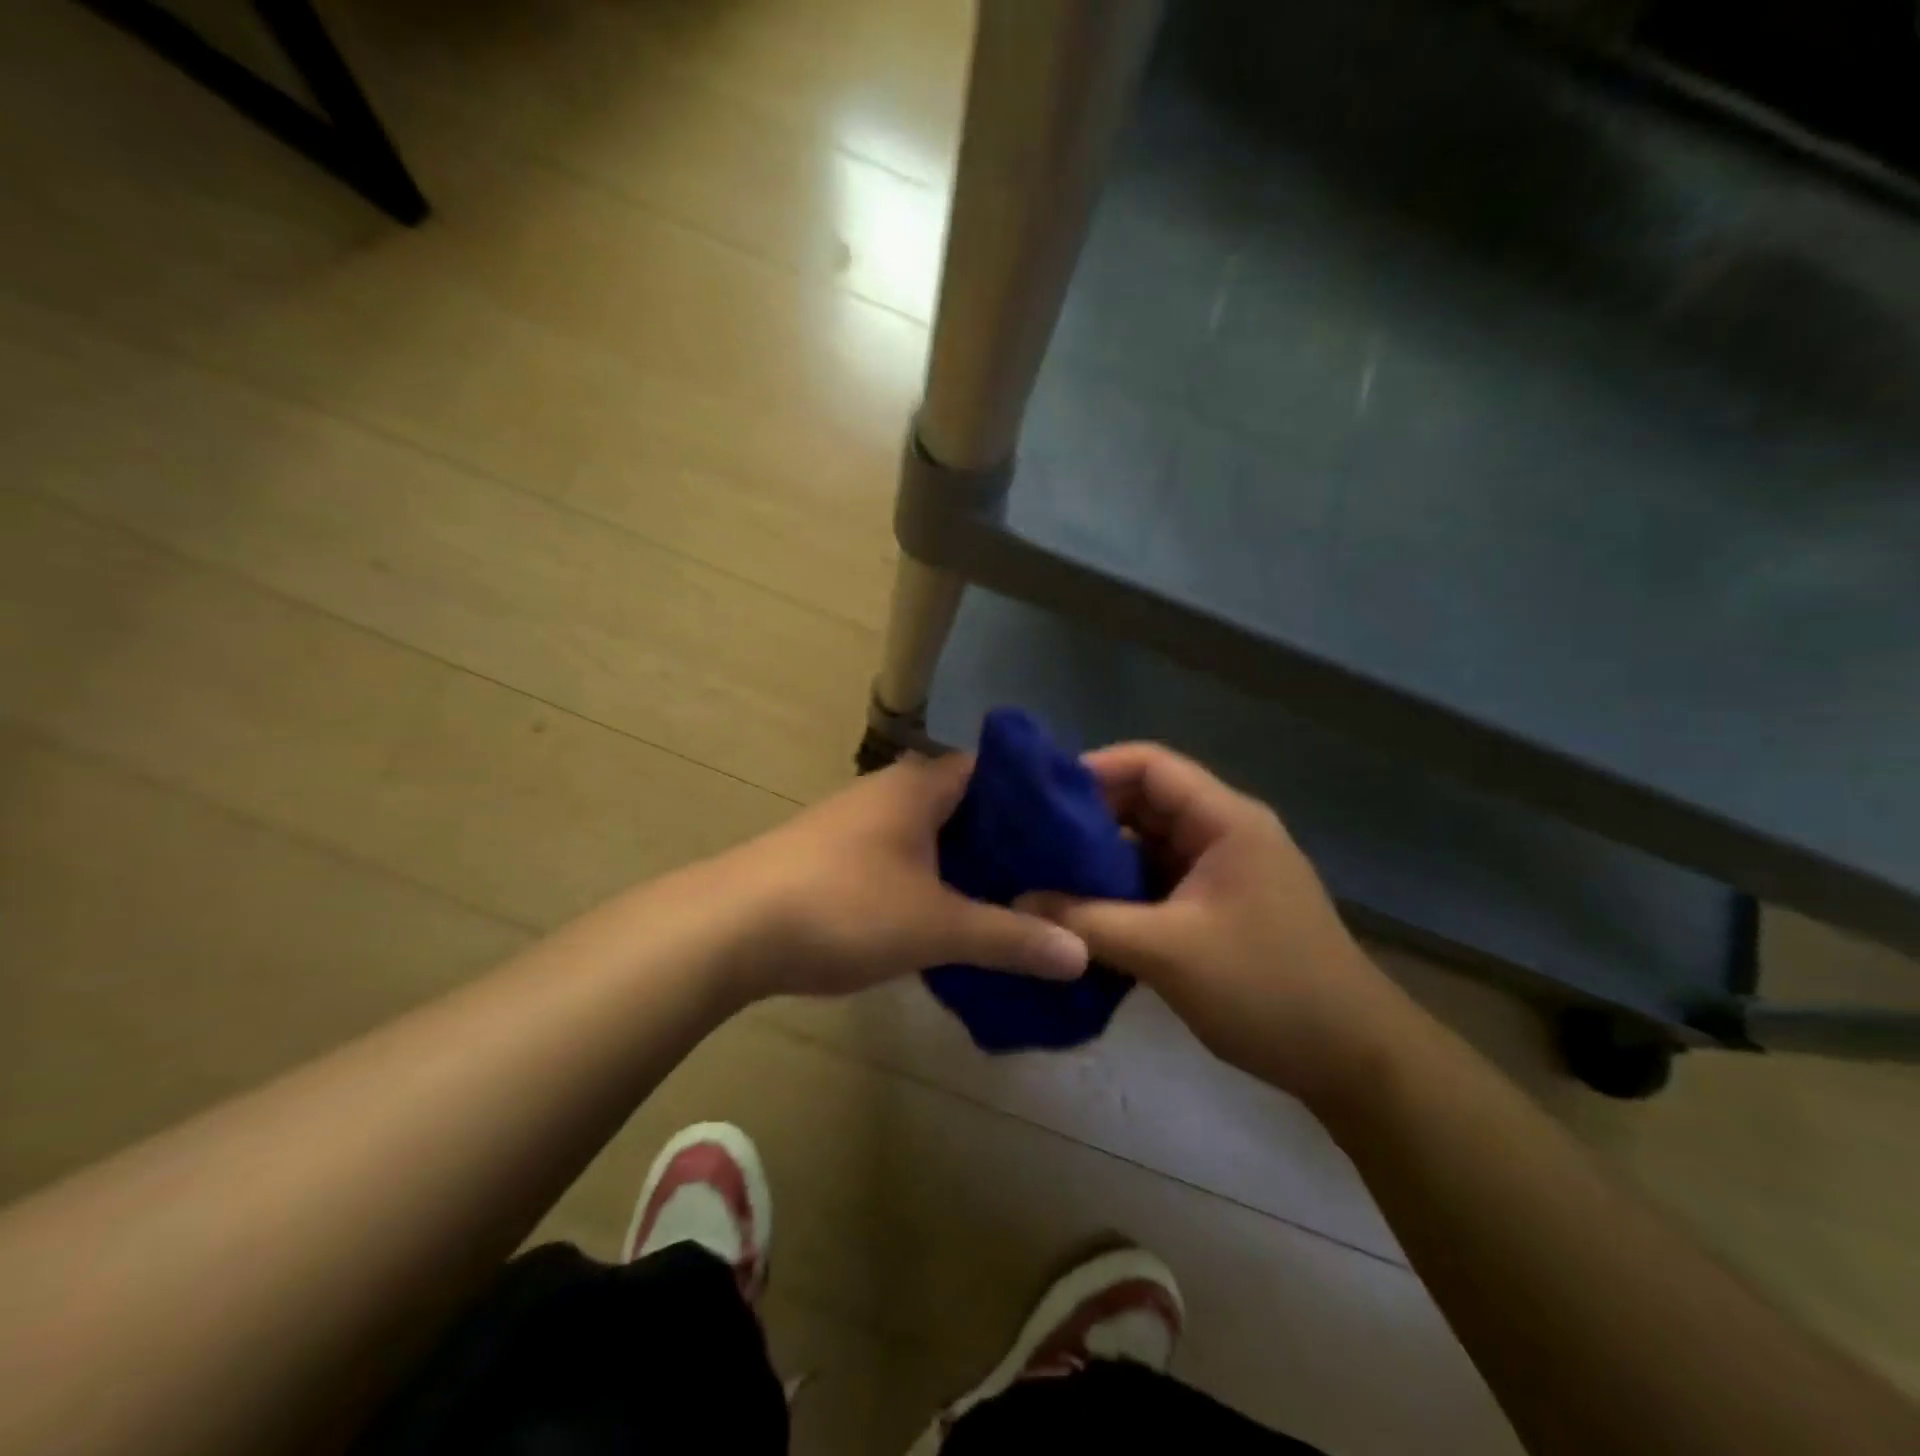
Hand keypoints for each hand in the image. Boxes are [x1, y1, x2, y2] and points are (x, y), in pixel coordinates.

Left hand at [715, 753, 1090, 1000]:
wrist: (728, 929)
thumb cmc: (845, 907)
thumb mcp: (937, 926)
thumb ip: (1010, 937)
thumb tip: (1082, 952)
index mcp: (920, 785)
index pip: (995, 769)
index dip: (1037, 796)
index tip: (1075, 830)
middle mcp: (889, 791)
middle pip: (965, 804)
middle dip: (1007, 838)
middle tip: (1055, 875)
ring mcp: (856, 823)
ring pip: (930, 834)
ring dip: (966, 863)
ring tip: (1013, 899)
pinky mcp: (833, 856)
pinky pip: (901, 858)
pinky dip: (930, 880)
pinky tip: (947, 916)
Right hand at [1020, 743, 1405, 1102]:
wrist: (1353, 1060)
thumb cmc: (1268, 988)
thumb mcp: (1167, 951)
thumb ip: (1087, 922)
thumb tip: (1017, 902)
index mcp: (1225, 820)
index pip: (1150, 765)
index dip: (1093, 769)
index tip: (1039, 797)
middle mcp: (1224, 833)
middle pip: (1145, 802)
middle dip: (1088, 818)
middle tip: (1030, 841)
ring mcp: (1223, 871)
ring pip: (1148, 846)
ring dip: (1101, 859)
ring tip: (1044, 875)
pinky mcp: (1218, 908)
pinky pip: (1158, 882)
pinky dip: (1121, 891)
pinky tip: (1081, 913)